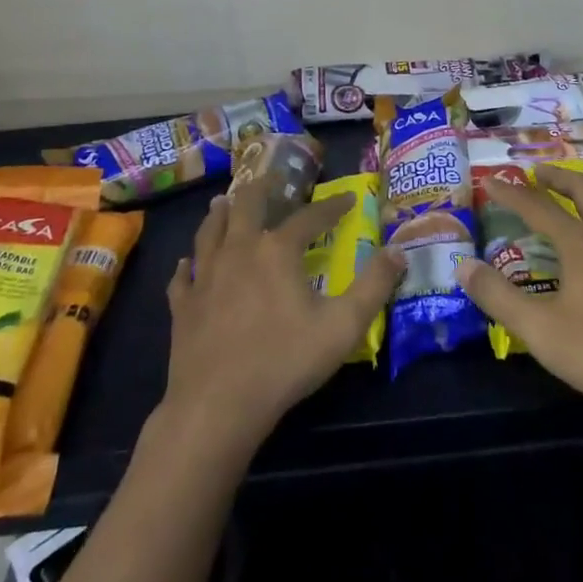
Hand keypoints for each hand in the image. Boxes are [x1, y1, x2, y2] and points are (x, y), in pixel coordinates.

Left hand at [162, 185, 403, 455]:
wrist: (217, 404)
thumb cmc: (285, 361)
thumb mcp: (343, 326)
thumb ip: (374, 286)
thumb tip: (399, 250)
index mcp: (277, 250)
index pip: (309, 216)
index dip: (331, 206)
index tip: (348, 198)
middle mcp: (239, 250)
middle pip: (247, 205)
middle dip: (262, 187)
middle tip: (270, 177)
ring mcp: (206, 276)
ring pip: (210, 231)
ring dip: (219, 213)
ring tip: (224, 201)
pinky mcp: (183, 305)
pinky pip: (184, 275)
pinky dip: (188, 264)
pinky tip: (188, 263)